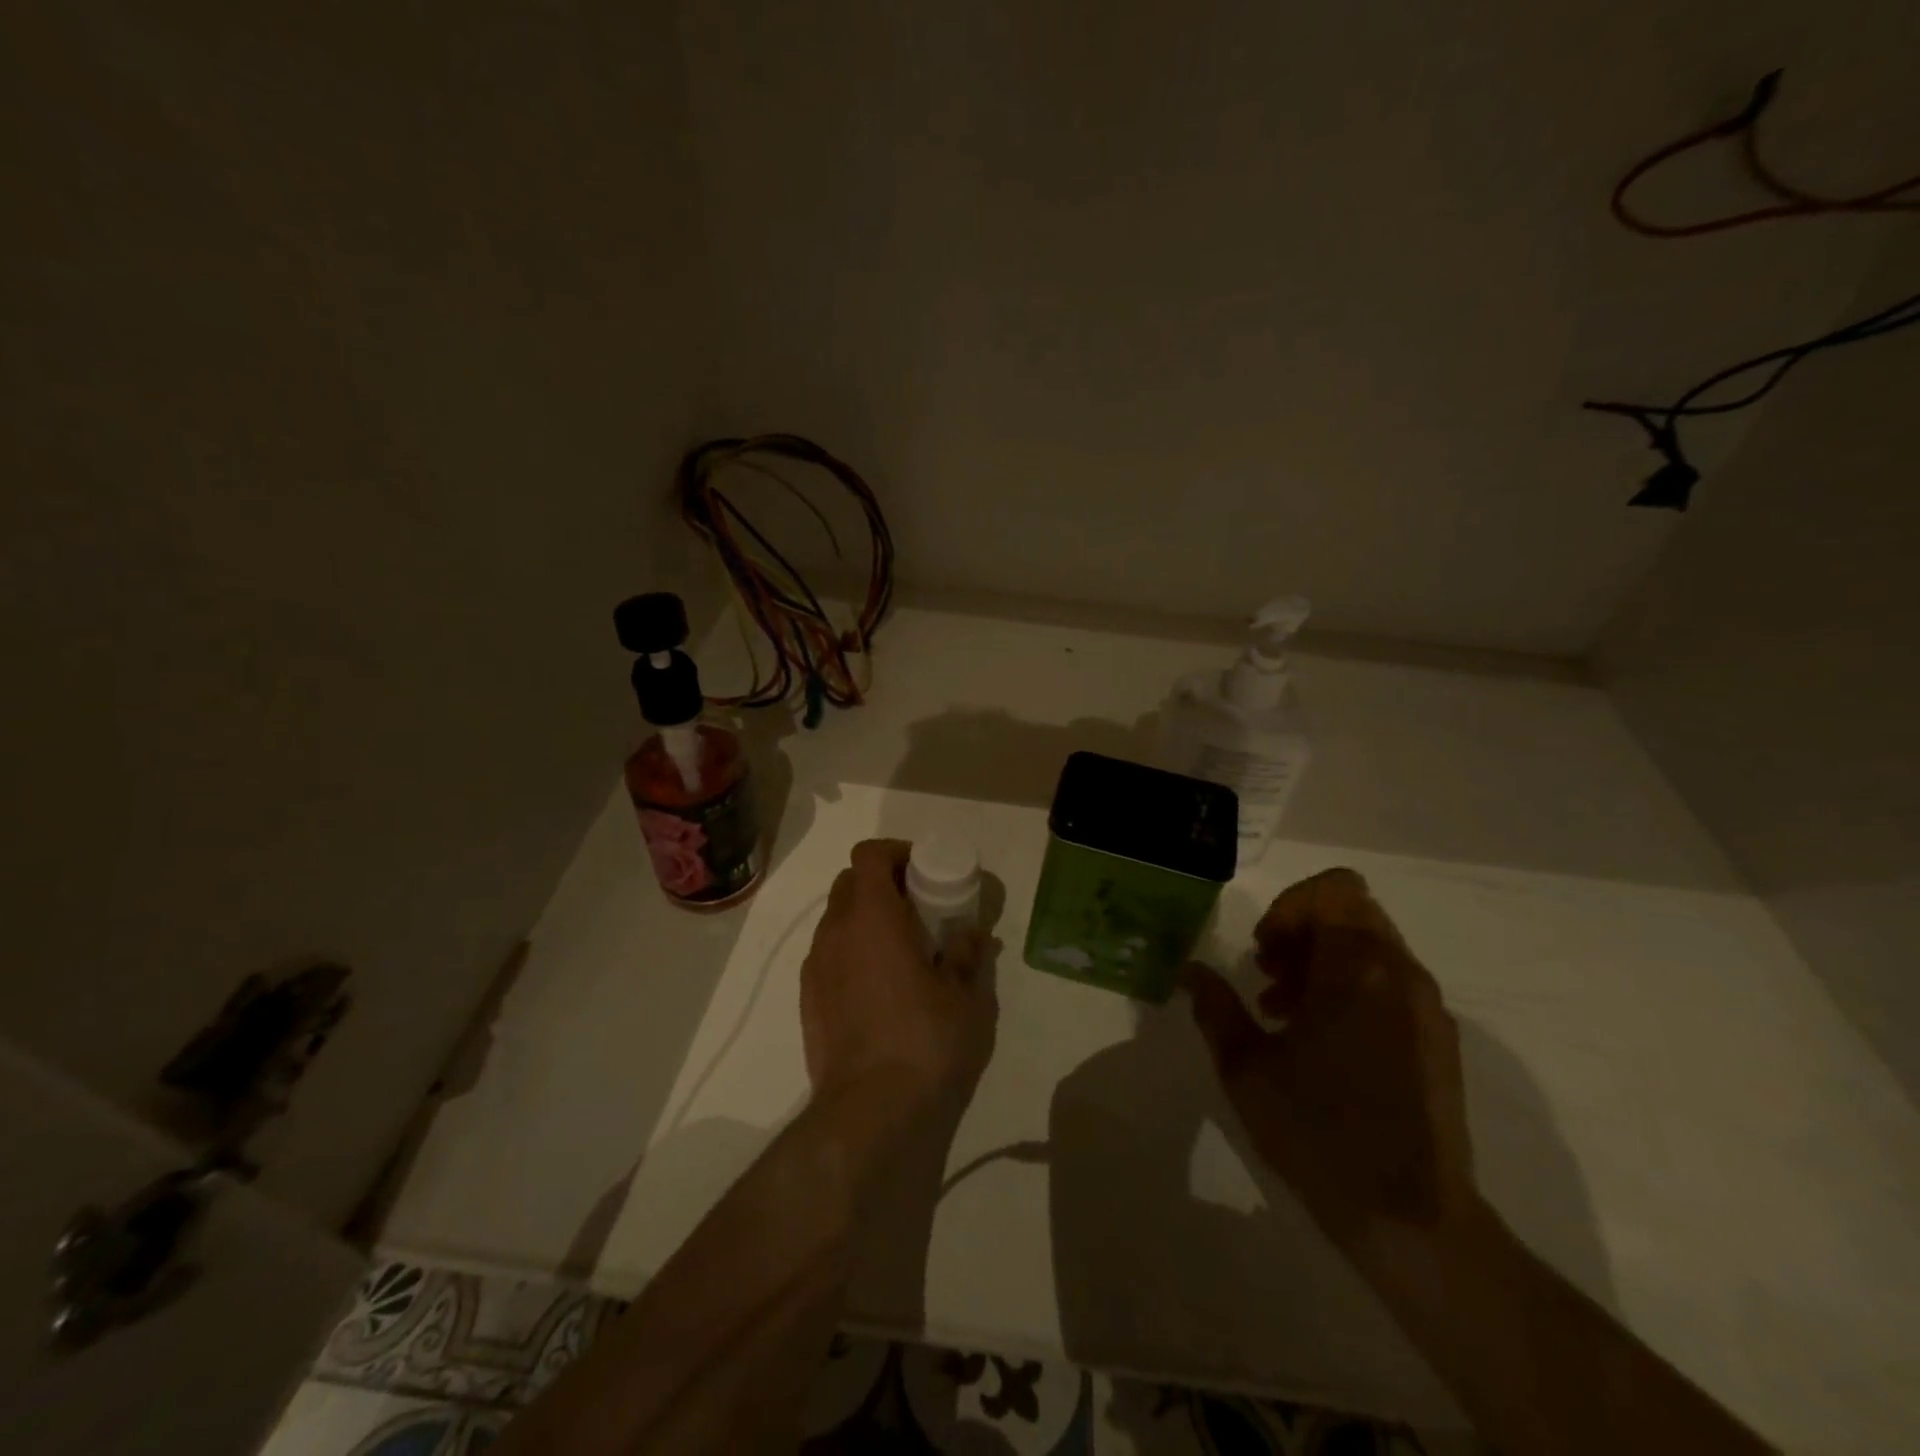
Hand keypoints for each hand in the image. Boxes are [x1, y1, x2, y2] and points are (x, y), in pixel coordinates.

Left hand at [800, 839, 996, 1122]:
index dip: (895, 853)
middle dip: (883, 885)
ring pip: (837, 921)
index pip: (868, 855)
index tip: (923, 872)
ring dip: (867, 921)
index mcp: (871, 916)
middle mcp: (834, 932)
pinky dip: (852, 953)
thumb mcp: (964, 994)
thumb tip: (970, 933)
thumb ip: (966, 953)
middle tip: (918, 910)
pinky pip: (829, 956)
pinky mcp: (807, 1000)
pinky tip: (880, 989)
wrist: (870, 1111)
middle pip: (850, 883)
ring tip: (902, 953)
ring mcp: (815, 967)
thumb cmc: (924, 1040)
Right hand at [1183, 868, 1475, 1253]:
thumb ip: (1215, 1007)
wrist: (1412, 1220)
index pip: (1335, 890)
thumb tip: (1189, 971)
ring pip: (1370, 948)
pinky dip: (1349, 989)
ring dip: (1322, 962)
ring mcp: (1427, 1009)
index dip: (1289, 906)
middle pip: (1352, 914)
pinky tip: (1319, 1042)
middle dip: (1301, 933)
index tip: (1263, 950)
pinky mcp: (1438, 1041)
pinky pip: (1389, 984)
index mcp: (1359, 970)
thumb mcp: (1246, 1067)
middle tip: (1265, 975)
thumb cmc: (1319, 1131)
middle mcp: (1402, 976)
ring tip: (1283, 1011)